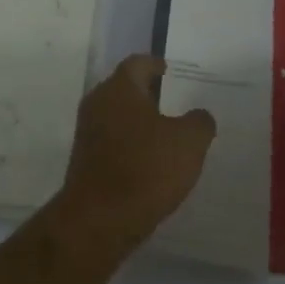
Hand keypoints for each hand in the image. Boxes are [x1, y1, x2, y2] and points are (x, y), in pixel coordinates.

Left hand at [53, 55, 215, 259]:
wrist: (99, 219)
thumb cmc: (146, 169)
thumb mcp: (188, 143)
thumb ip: (199, 122)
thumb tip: (200, 115)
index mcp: (120, 88)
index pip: (137, 63)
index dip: (154, 64)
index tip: (168, 69)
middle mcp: (98, 102)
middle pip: (123, 88)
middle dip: (146, 92)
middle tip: (171, 99)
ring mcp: (87, 131)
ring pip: (116, 115)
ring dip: (137, 120)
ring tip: (164, 131)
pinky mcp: (84, 159)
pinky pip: (111, 140)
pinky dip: (129, 143)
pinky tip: (148, 160)